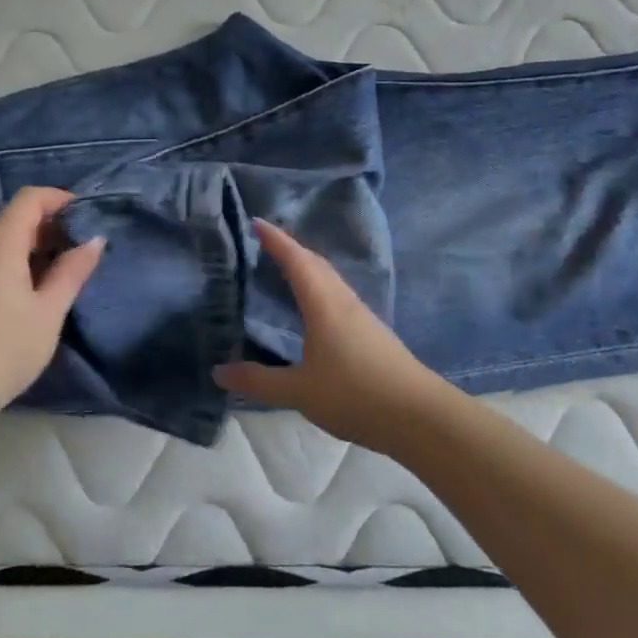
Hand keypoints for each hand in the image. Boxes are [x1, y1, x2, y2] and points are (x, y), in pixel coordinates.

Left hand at [0, 187, 104, 416]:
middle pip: (14, 219)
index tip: (86, 216)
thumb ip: (72, 271)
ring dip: (33, 248)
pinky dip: (14, 265)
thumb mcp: (49, 311)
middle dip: (50, 226)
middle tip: (81, 250)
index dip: (59, 198)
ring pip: (0, 243)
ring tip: (61, 274)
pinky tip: (30, 295)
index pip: (29, 199)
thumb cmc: (4, 349)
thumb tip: (94, 239)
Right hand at [213, 221, 459, 456]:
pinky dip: (320, 288)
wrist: (419, 416)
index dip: (277, 240)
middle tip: (267, 243)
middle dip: (292, 249)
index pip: (297, 261)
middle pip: (316, 264)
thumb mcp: (300, 392)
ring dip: (308, 267)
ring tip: (287, 269)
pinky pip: (339, 297)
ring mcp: (362, 317)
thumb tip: (218, 372)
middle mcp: (344, 302)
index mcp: (324, 305)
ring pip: (331, 280)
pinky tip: (316, 308)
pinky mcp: (373, 333)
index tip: (257, 221)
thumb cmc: (356, 395)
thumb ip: (259, 381)